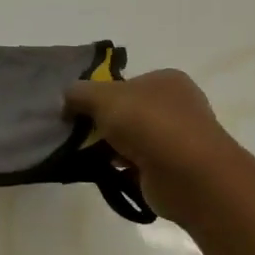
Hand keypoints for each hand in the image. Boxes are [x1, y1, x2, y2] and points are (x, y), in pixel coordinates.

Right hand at [63, 70, 240, 222]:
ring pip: (134, 140)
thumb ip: (80, 94)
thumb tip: (67, 100)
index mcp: (167, 80)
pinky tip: (109, 174)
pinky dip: (125, 169)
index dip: (100, 96)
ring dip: (113, 149)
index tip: (79, 112)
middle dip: (105, 125)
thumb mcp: (104, 98)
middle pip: (129, 112)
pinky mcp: (175, 170)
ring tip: (90, 158)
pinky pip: (141, 165)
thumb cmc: (148, 124)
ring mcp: (179, 139)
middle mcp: (178, 106)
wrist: (187, 174)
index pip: (127, 84)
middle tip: (81, 137)